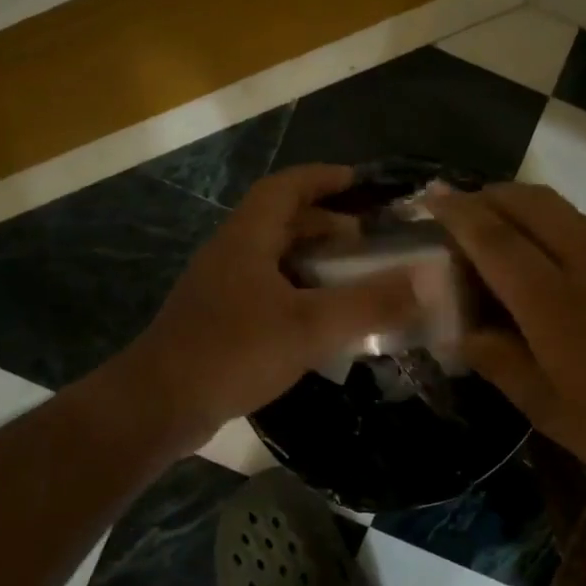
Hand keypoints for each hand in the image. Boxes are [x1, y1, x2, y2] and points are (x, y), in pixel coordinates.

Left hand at [124, 164, 418, 442]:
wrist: (157, 406)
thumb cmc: (233, 352)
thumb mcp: (310, 326)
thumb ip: (370, 303)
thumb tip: (428, 281)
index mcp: (247, 238)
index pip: (285, 187)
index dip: (322, 178)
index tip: (359, 181)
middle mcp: (230, 253)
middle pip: (279, 221)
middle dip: (324, 222)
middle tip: (365, 238)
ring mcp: (219, 288)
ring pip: (272, 257)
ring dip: (310, 259)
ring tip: (349, 277)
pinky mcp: (216, 320)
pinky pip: (265, 289)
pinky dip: (296, 291)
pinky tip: (317, 320)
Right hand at [428, 183, 585, 503]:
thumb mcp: (550, 410)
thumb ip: (499, 362)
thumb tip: (460, 333)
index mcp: (556, 304)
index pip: (496, 239)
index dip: (459, 215)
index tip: (431, 198)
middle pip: (532, 203)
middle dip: (490, 195)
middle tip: (459, 210)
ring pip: (563, 211)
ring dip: (522, 206)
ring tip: (494, 227)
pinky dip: (552, 225)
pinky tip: (542, 258)